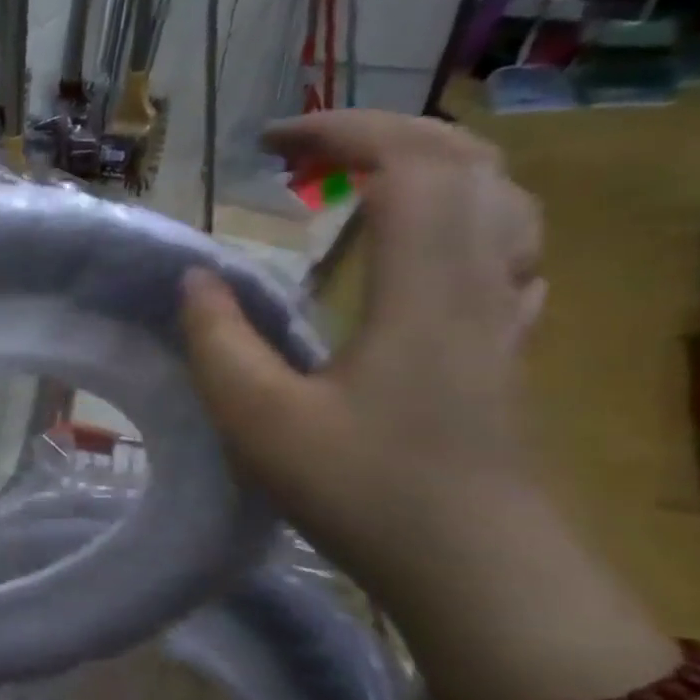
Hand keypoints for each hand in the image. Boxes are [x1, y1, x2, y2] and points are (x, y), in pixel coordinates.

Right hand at [180, 110, 545, 596]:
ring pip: (498, 200)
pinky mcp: (503, 346)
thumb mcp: (258, 418)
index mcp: (427, 288)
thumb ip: (217, 341)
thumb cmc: (363, 489)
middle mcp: (482, 281)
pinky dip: (457, 218)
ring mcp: (504, 313)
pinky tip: (419, 248)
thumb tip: (194, 280)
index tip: (272, 142)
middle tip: (302, 157)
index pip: (411, 163)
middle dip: (381, 135)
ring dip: (425, 169)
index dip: (343, 130)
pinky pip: (504, 249)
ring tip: (355, 185)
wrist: (475, 568)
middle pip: (466, 163)